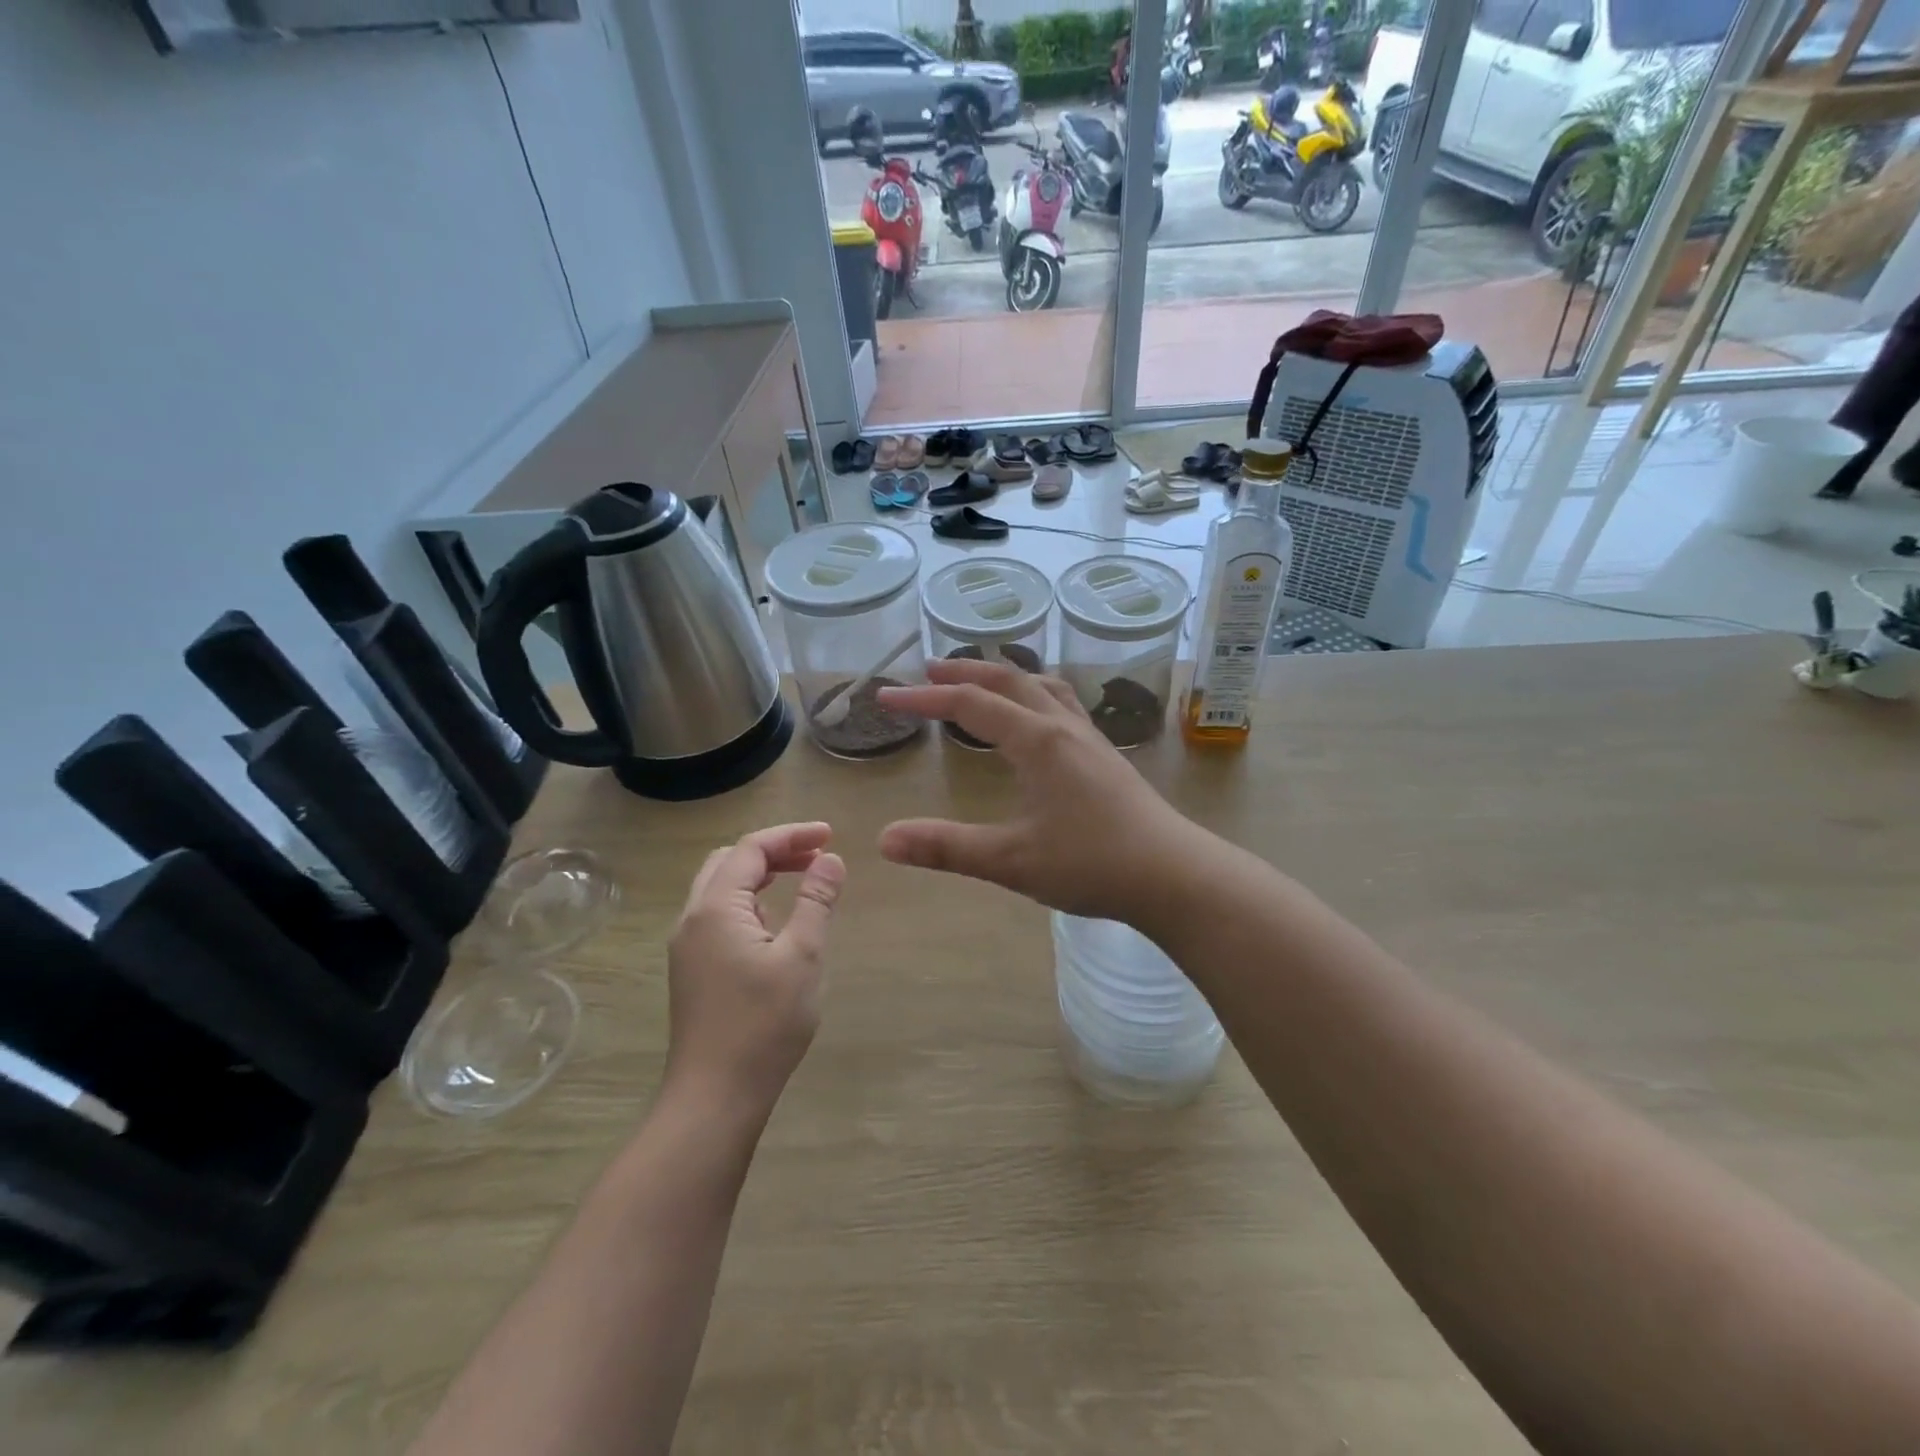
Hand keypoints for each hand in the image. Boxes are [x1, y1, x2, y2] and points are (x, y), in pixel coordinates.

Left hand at [665, 823, 844, 1119]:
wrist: (714, 1097)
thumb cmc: (763, 1025)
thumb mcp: (802, 956)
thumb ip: (816, 901)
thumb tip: (831, 860)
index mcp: (714, 908)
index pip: (750, 848)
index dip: (792, 835)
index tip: (830, 836)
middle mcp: (692, 919)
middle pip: (729, 861)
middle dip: (774, 850)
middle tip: (816, 856)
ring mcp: (688, 946)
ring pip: (720, 889)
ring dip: (760, 875)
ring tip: (802, 880)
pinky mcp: (692, 970)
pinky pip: (719, 916)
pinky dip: (749, 902)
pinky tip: (776, 924)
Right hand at [875, 660, 1203, 924]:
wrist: (1173, 875)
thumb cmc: (1092, 864)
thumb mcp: (1012, 861)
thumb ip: (947, 848)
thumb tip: (885, 840)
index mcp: (1037, 741)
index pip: (970, 704)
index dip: (924, 699)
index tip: (886, 698)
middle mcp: (1063, 727)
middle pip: (1008, 680)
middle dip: (965, 672)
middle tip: (929, 671)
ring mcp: (1090, 738)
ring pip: (1042, 687)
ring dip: (1005, 677)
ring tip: (982, 682)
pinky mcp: (1106, 756)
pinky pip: (1063, 705)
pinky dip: (1034, 695)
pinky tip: (1037, 721)